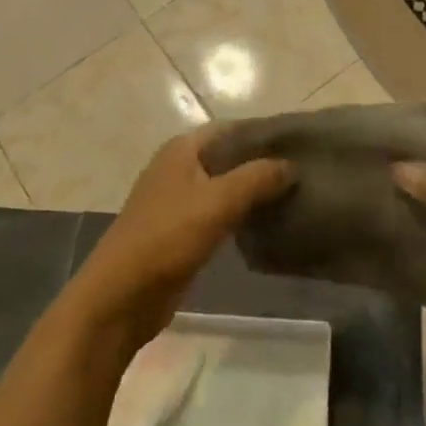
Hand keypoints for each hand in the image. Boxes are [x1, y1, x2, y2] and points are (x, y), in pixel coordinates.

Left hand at [67, 126, 291, 347]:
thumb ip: (256, 178)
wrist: (121, 296)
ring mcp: (178, 200)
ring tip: (294, 196)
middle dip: (262, 164)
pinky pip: (219, 213)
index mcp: (182, 148)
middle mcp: (179, 167)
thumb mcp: (217, 202)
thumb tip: (291, 166)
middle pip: (229, 157)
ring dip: (254, 191)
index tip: (301, 145)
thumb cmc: (167, 237)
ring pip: (225, 186)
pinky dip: (241, 215)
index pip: (232, 129)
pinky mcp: (180, 231)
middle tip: (304, 173)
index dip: (265, 135)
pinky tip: (268, 223)